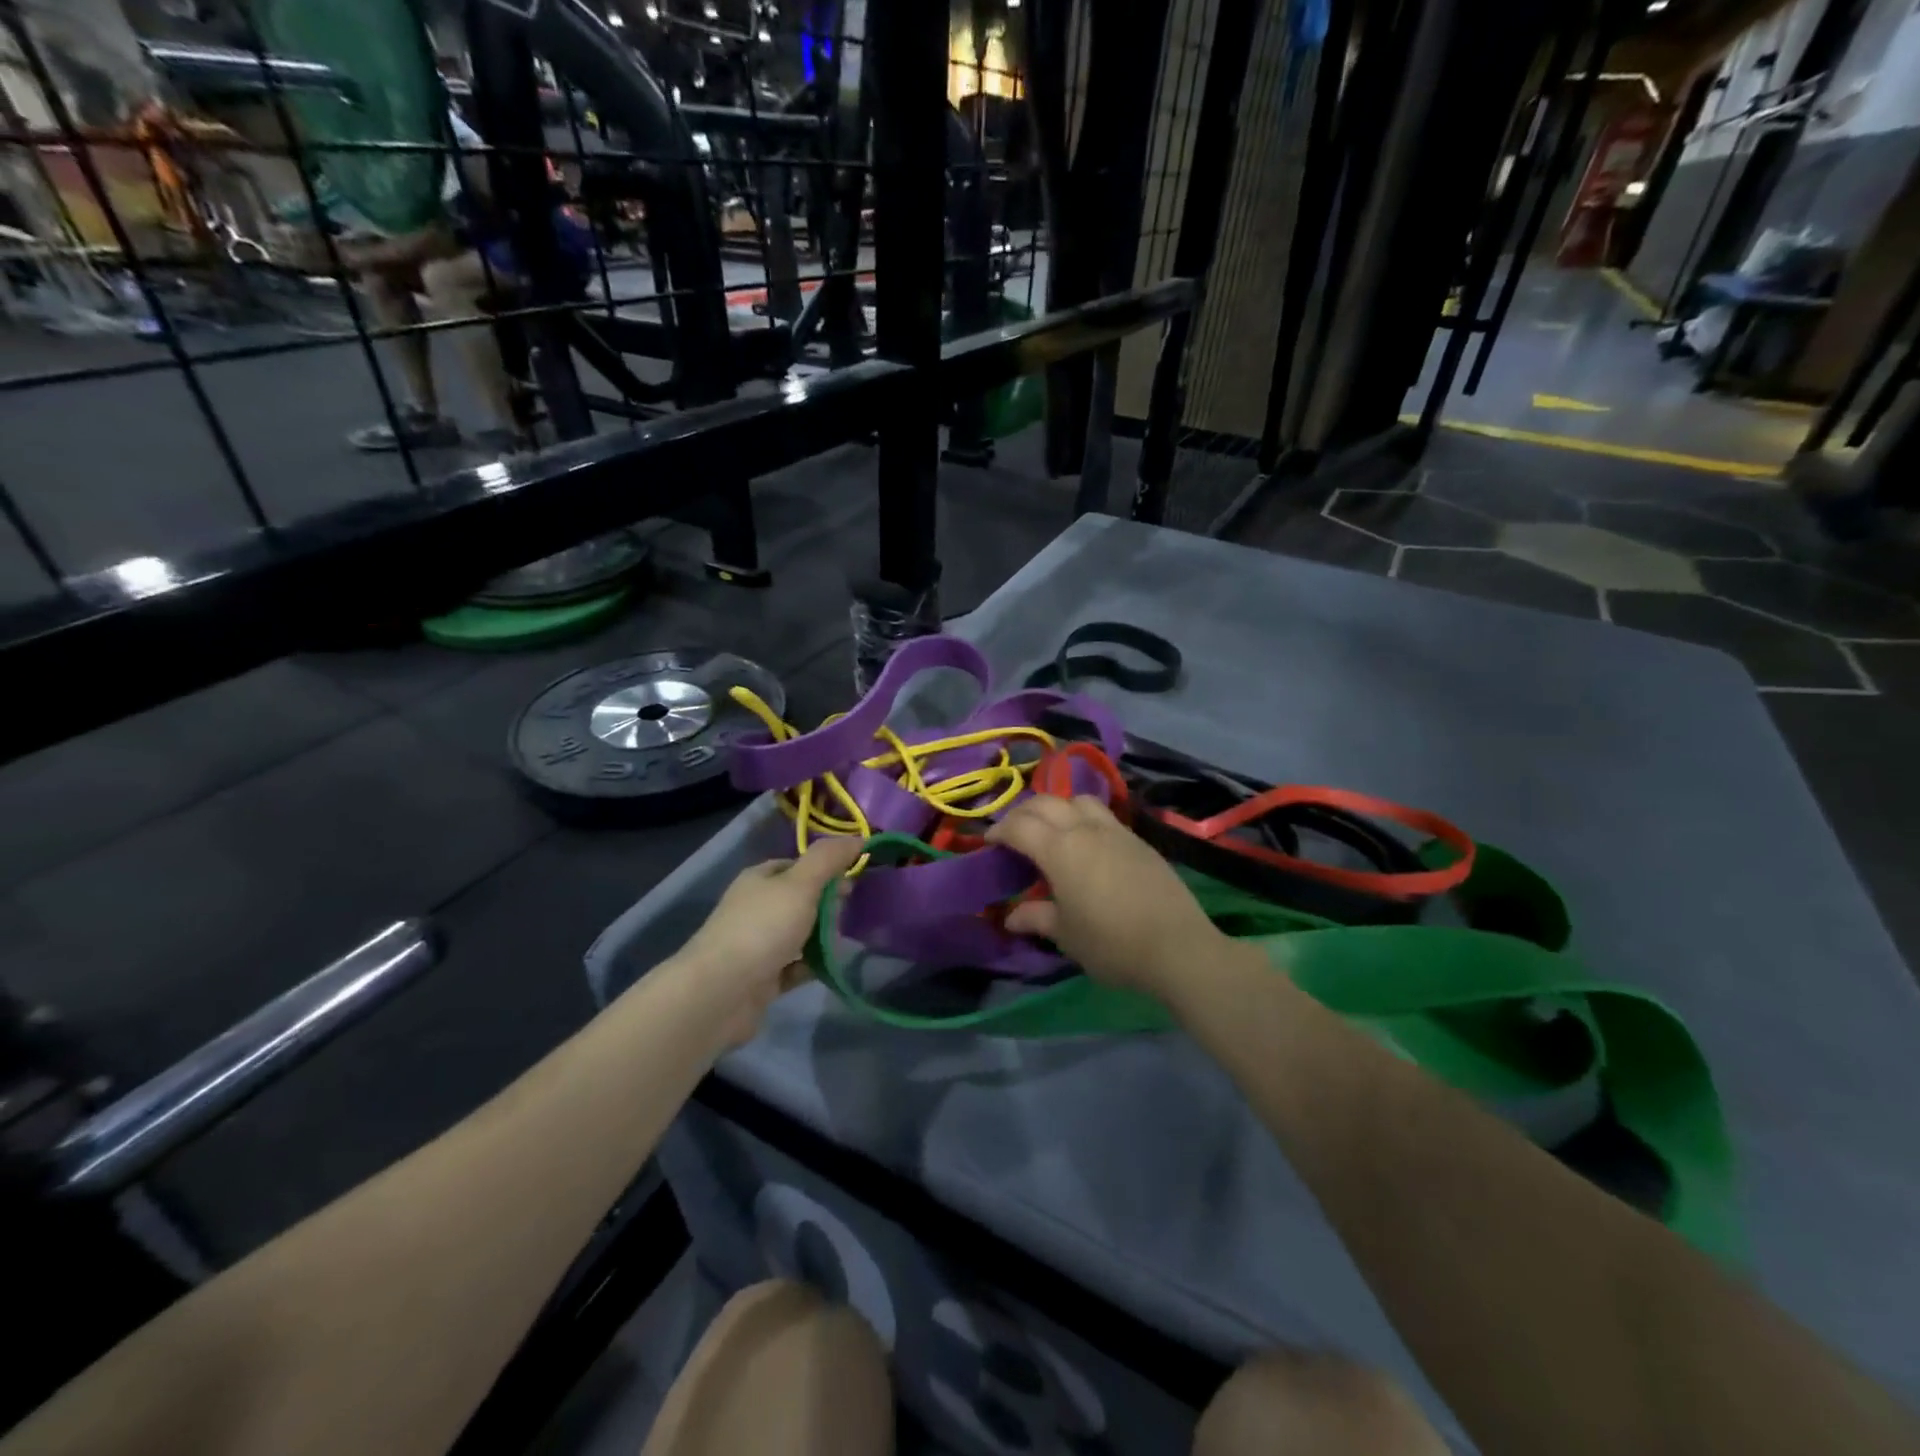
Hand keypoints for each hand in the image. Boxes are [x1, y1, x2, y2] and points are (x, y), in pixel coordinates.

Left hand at [676, 837, 862, 1047]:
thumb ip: (828, 859)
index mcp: (759, 879)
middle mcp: (755, 908)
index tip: (854, 878)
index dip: (826, 868)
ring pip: (798, 933)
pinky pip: (794, 966)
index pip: (797, 865)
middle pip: (799, 899)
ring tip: (847, 939)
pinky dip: (812, 966)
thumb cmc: (762, 929)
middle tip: (851, 912)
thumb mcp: (800, 884)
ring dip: (822, 936)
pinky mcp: (762, 978)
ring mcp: (757, 944)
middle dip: (827, 903)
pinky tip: (831, 967)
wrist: (720, 994)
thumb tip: (857, 838)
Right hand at [985, 796, 1231, 999]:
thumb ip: (1036, 917)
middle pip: (1046, 803)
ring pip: (1077, 800)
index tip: (989, 842)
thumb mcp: (1066, 935)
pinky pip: (1102, 814)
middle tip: (1013, 833)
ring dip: (1057, 807)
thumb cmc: (1111, 943)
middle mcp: (1085, 829)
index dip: (999, 830)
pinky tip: (1085, 842)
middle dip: (1023, 813)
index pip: (1019, 826)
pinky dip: (1082, 817)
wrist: (1177, 946)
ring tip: (1051, 830)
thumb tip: (1011, 916)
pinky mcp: (1138, 839)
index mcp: (1059, 849)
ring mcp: (1115, 830)